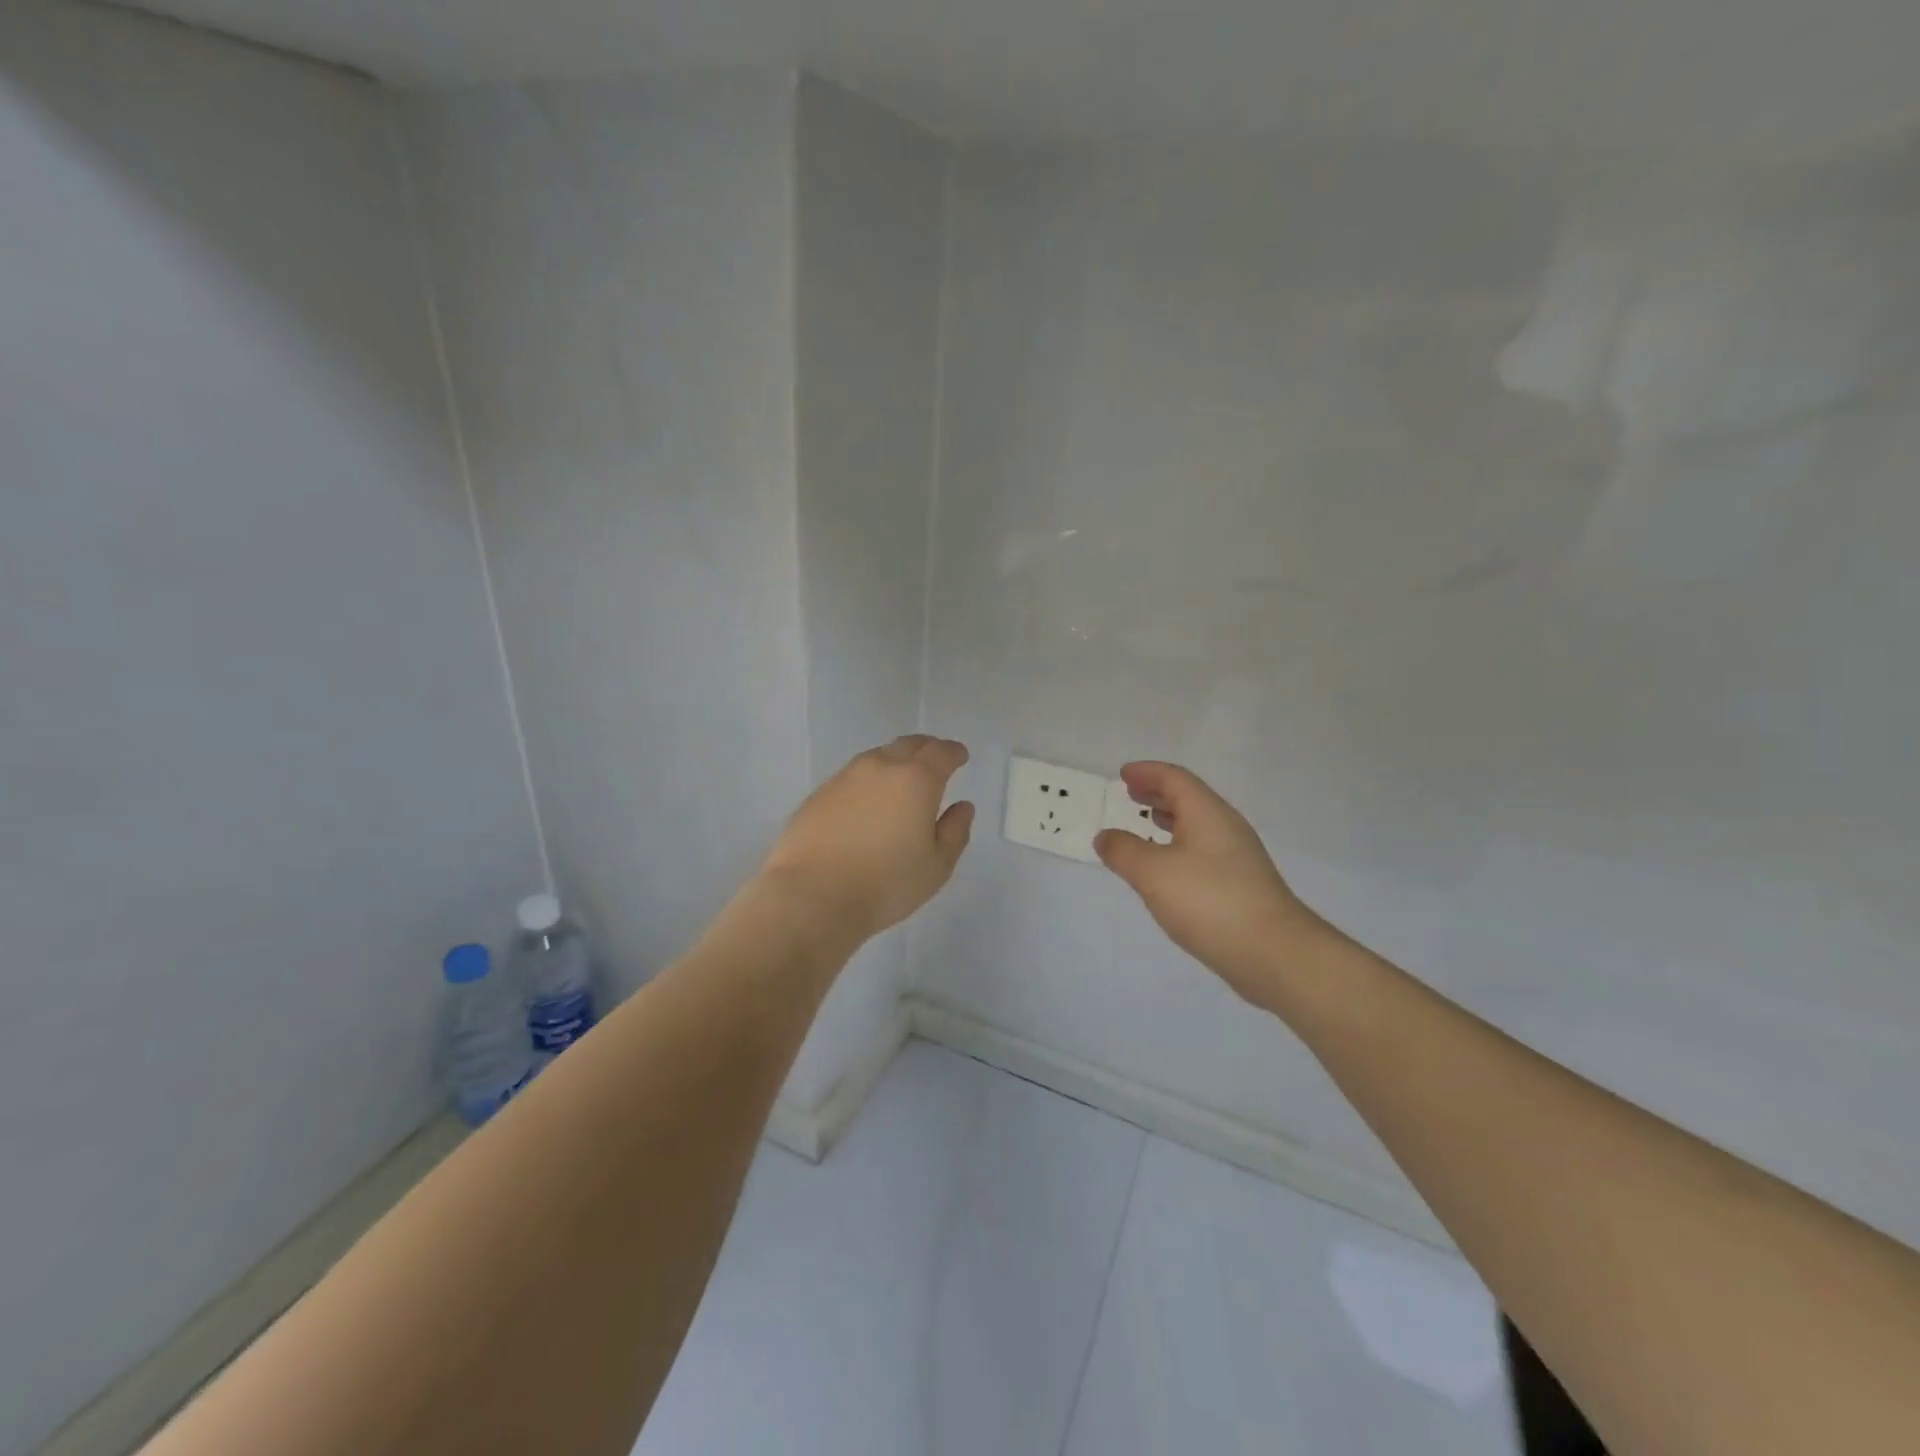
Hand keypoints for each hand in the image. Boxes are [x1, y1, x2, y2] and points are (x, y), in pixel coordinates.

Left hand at [761, 736, 975, 941]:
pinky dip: (866, 783)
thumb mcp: (936, 866)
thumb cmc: (885, 884)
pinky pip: (851, 778)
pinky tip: (865, 805)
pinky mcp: (818, 795)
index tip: (960, 757)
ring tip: (899, 783)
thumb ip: (954, 831)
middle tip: (933, 763)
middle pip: (907, 745)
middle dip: (925, 749)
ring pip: (876, 758)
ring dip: (893, 763)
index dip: (954, 752)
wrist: (812, 896)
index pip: (941, 752)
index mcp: (916, 780)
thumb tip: (962, 807)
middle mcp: (880, 767)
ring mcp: (844, 778)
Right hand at [1093, 762, 1326, 1003]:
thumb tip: (1105, 836)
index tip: (1123, 774)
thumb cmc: (1209, 901)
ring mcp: (1237, 858)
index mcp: (1207, 813)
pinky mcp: (1241, 886)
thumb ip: (1124, 850)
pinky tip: (1167, 868)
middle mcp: (1226, 828)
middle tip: (1130, 794)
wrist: (1273, 953)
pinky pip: (1202, 851)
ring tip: (1146, 823)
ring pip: (1197, 826)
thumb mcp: (1153, 872)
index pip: (1175, 779)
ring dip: (1169, 819)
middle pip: (1189, 798)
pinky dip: (1178, 846)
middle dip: (1158, 793)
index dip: (1147, 772)